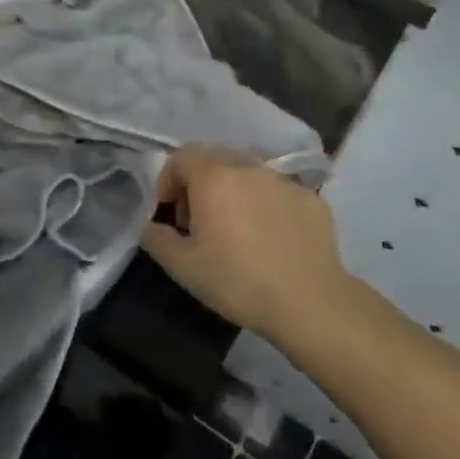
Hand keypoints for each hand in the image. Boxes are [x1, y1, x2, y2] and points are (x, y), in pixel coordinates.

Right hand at [141, 145, 347, 337]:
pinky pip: (277, 189)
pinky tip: (268, 235)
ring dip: (232, 188)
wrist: (309, 302)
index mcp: (214, 177)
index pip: (182, 156)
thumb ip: (156, 239)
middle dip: (198, 181)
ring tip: (234, 225)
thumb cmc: (238, 281)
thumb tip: (148, 226)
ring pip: (248, 170)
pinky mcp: (311, 197)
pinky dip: (263, 201)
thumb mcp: (183, 267)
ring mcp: (284, 180)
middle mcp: (249, 167)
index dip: (168, 179)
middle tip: (197, 218)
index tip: (168, 211)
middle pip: (215, 157)